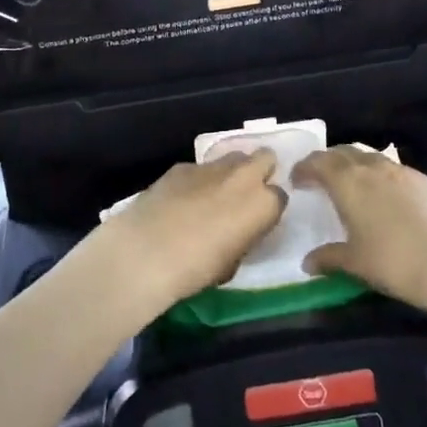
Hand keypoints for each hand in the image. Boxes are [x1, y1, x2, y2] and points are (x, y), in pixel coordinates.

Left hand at [90, 151, 286, 323]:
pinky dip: (197, 181)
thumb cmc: (197, 268)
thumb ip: (243, 238)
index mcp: (263, 204)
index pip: (279, 197)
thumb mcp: (232, 263)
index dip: (268, 209)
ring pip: (231, 158)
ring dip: (229, 174)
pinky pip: (200, 169)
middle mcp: (243, 177)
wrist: (147, 251)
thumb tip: (237, 231)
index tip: (256, 221)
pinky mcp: (182, 166)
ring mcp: (211, 166)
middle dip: (259, 172)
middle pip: (264, 158)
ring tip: (211, 197)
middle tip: (243, 196)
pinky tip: (180, 201)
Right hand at [294, 147, 426, 311]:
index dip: (305, 168)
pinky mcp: (426, 180)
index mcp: (348, 182)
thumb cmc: (392, 261)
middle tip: (321, 177)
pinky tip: (389, 198)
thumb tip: (307, 263)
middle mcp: (373, 168)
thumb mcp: (354, 263)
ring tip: (354, 184)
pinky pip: (396, 171)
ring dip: (357, 165)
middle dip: (329, 161)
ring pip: (372, 157)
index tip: (297, 179)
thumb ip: (328, 258)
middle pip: (344, 152)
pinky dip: (383, 177)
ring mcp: (402, 171)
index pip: (318, 162)